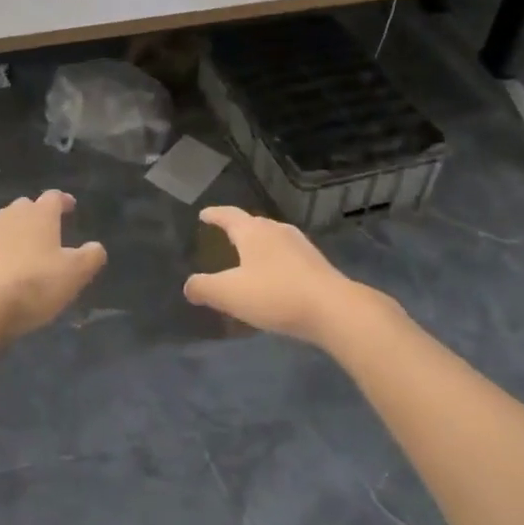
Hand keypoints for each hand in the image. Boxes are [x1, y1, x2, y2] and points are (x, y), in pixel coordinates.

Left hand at [0, 191, 106, 341]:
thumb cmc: (33, 284)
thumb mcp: (74, 274)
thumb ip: (90, 257)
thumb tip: (96, 247)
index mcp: (39, 215)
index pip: (54, 198)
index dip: (64, 201)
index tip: (70, 206)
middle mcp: (9, 217)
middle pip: (24, 208)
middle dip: (36, 216)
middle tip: (46, 230)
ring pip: (2, 227)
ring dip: (13, 236)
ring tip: (23, 254)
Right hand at [183, 206, 382, 344]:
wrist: (334, 310)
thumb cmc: (275, 294)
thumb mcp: (230, 294)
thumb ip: (204, 288)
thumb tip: (189, 286)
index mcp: (253, 232)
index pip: (228, 215)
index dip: (214, 215)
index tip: (204, 214)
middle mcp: (277, 231)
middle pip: (252, 224)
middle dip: (237, 229)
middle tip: (224, 235)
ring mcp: (300, 246)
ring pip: (272, 239)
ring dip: (258, 245)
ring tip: (249, 256)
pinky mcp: (316, 264)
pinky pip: (287, 256)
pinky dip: (275, 261)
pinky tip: (275, 277)